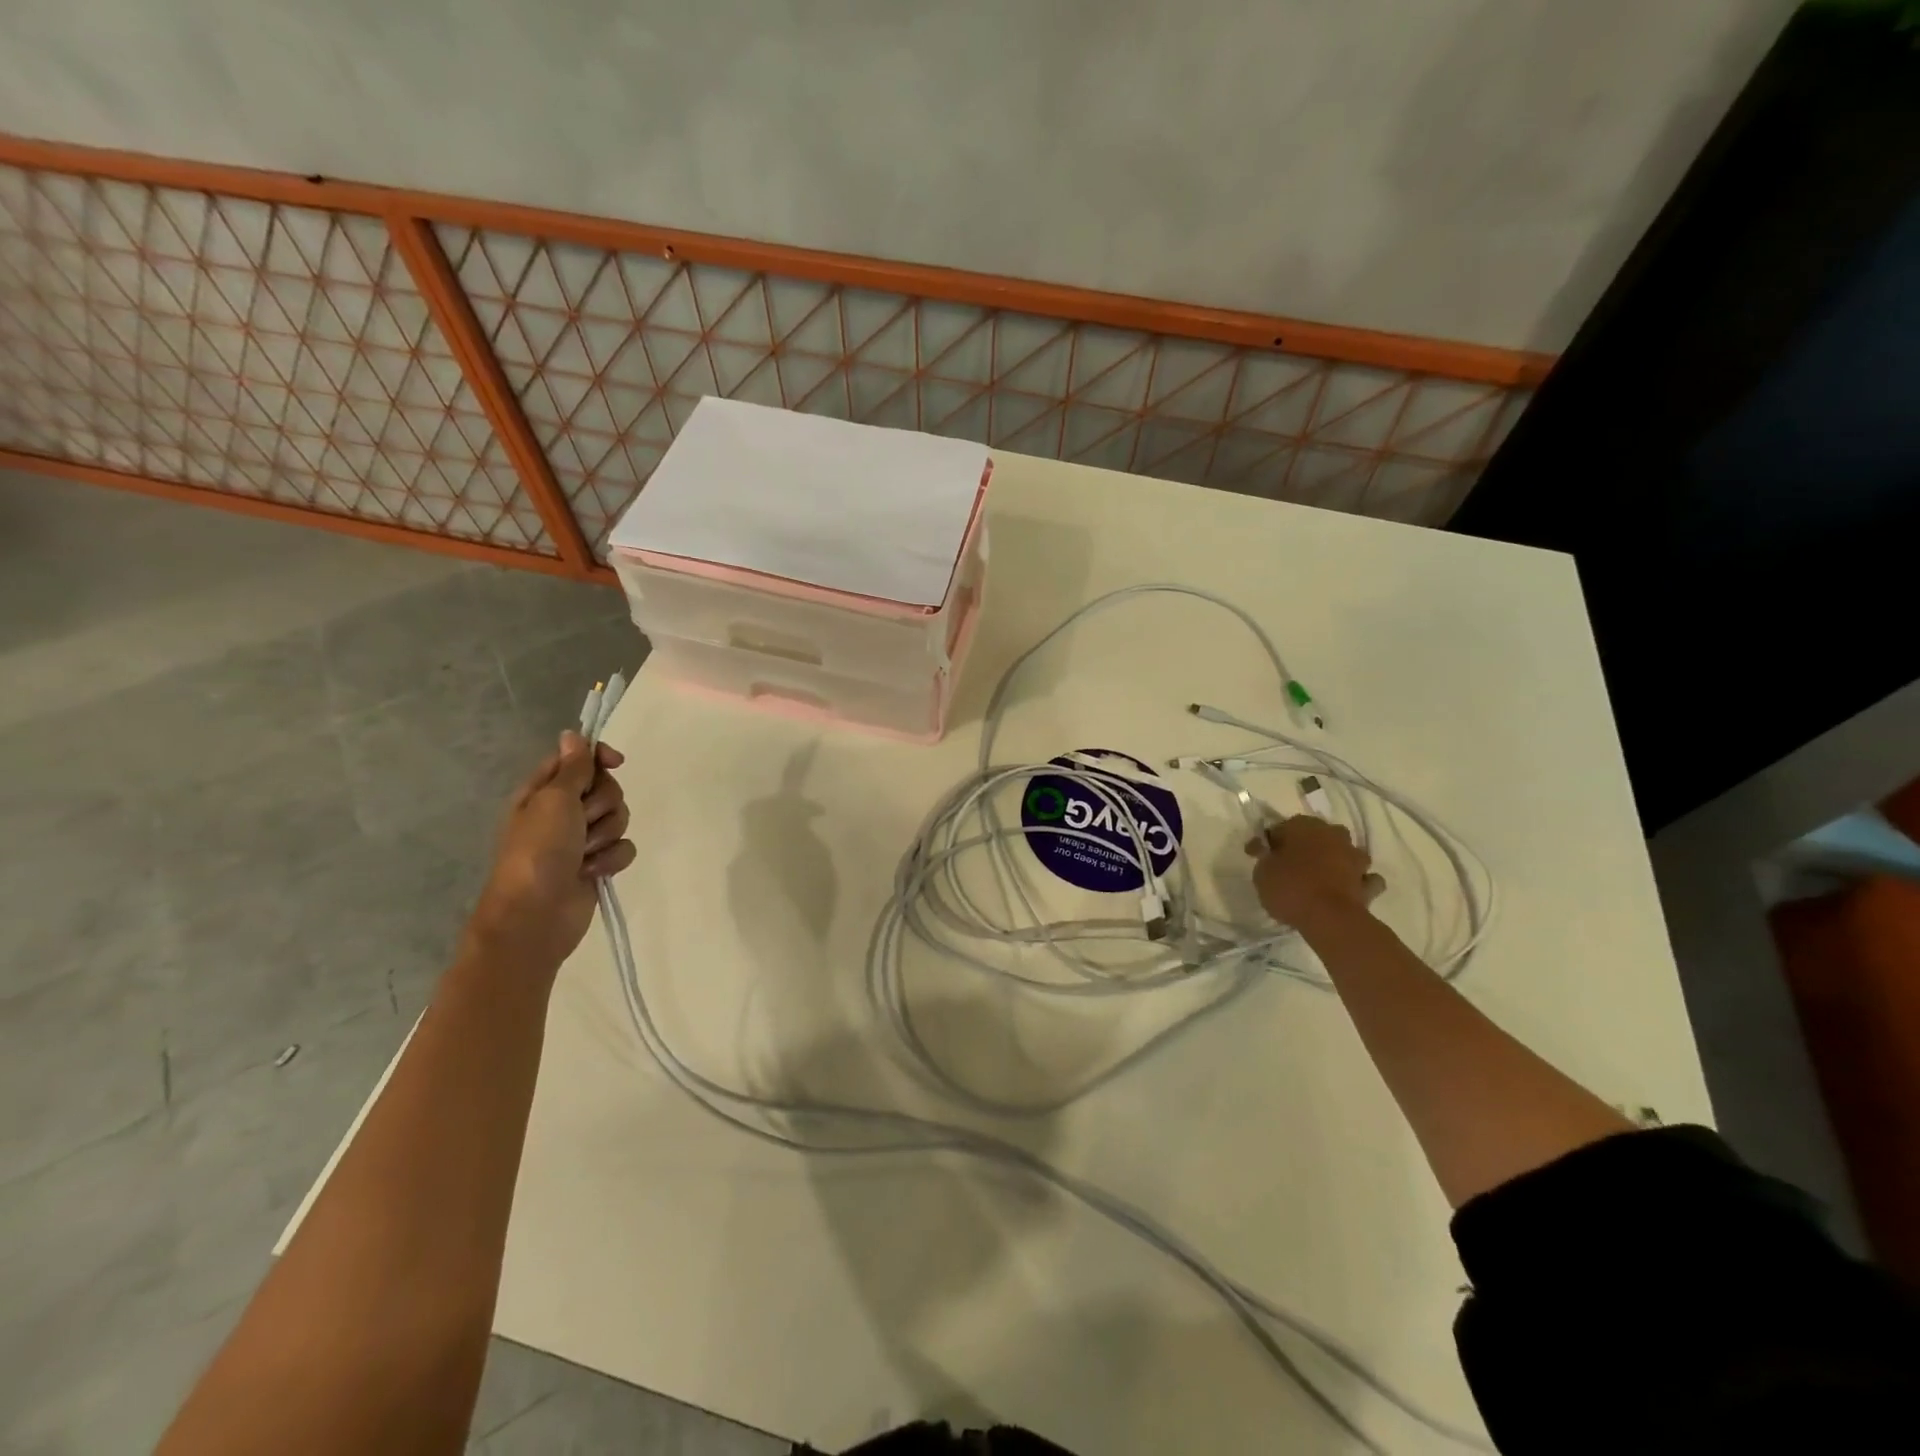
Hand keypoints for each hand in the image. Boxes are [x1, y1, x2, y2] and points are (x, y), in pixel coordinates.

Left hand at [464, 732, 635, 973]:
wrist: (535, 915)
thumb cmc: (537, 851)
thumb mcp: (553, 801)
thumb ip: (572, 768)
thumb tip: (572, 734)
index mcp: (544, 792)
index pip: (578, 759)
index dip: (599, 757)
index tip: (616, 763)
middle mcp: (563, 812)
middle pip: (606, 788)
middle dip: (603, 804)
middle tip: (583, 821)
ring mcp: (581, 839)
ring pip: (619, 818)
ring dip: (606, 835)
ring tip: (584, 854)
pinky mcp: (599, 864)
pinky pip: (624, 847)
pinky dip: (612, 859)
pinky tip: (593, 872)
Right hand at [1245, 814, 1384, 929]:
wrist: (1330, 919)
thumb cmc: (1290, 888)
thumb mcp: (1261, 872)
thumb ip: (1264, 857)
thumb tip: (1266, 849)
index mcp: (1304, 826)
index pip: (1281, 828)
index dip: (1270, 843)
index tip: (1260, 857)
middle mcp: (1332, 835)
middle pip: (1317, 836)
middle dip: (1306, 846)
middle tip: (1290, 865)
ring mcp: (1354, 857)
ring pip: (1344, 852)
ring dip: (1335, 860)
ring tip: (1321, 877)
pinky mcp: (1368, 882)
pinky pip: (1364, 878)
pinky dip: (1357, 881)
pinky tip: (1348, 889)